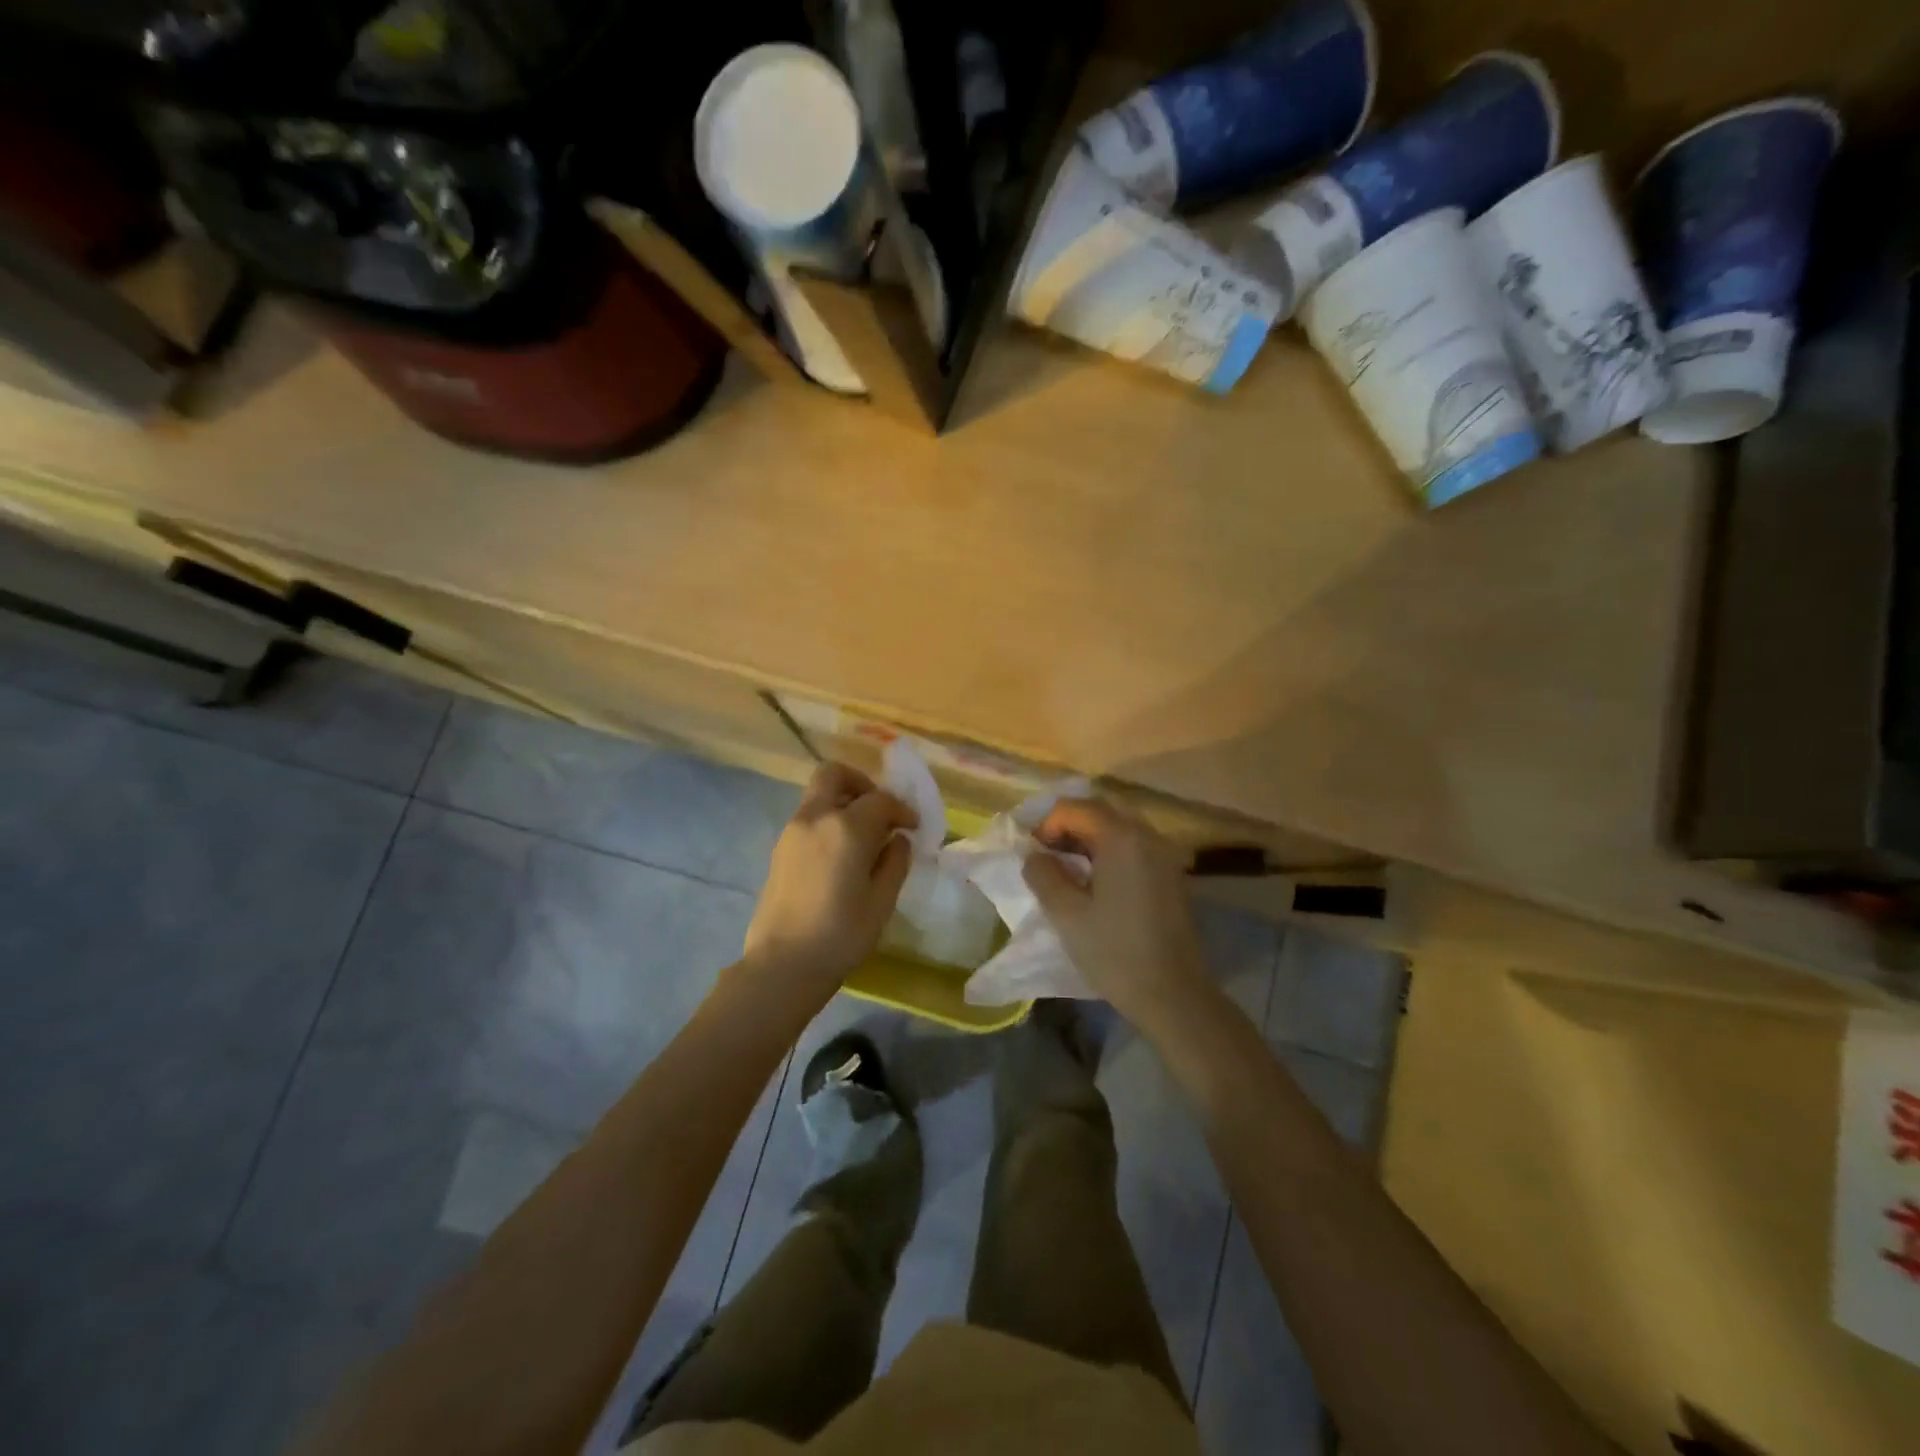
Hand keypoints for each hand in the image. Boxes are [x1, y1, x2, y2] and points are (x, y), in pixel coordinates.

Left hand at [742, 761, 915, 997]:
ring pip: (819, 794)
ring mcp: (792, 831)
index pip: (881, 800)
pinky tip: (841, 854)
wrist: (782, 965)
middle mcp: (816, 817)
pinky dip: (828, 820)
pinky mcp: (779, 849)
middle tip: (880, 812)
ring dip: (843, 801)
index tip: (913, 827)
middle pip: (835, 775)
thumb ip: (895, 862)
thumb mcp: (882, 901)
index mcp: (847, 827)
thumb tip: (898, 839)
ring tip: (863, 836)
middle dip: (862, 784)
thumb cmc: (841, 935)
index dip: (902, 810)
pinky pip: (808, 817)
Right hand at [1023, 797, 1211, 1030]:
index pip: (1076, 808)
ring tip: (1066, 869)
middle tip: (1045, 856)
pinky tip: (1096, 883)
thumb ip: (1043, 875)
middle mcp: (1148, 836)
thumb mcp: (1066, 914)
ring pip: (1119, 829)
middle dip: (1067, 827)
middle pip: (1100, 812)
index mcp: (1122, 838)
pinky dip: (1110, 853)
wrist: (1174, 995)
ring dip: (1088, 839)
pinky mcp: (1172, 876)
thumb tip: (1034, 856)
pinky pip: (1135, 848)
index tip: (1032, 853)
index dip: (1047, 823)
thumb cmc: (1115, 953)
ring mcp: (1165, 855)